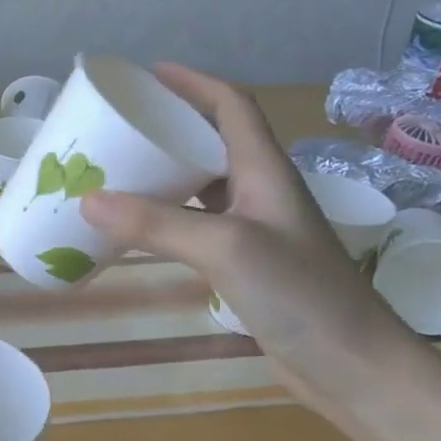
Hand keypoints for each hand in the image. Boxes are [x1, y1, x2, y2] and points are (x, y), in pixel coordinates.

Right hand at [79, 62, 415, 404]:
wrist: (354, 367)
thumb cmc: (300, 293)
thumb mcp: (225, 248)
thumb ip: (157, 224)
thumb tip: (87, 200)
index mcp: (265, 170)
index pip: (232, 106)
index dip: (194, 83)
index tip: (150, 74)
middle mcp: (260, 191)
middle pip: (213, 140)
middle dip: (170, 126)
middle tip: (121, 125)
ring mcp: (255, 229)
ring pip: (203, 184)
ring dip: (166, 173)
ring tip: (119, 169)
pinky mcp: (247, 264)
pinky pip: (198, 225)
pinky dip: (167, 218)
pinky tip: (139, 229)